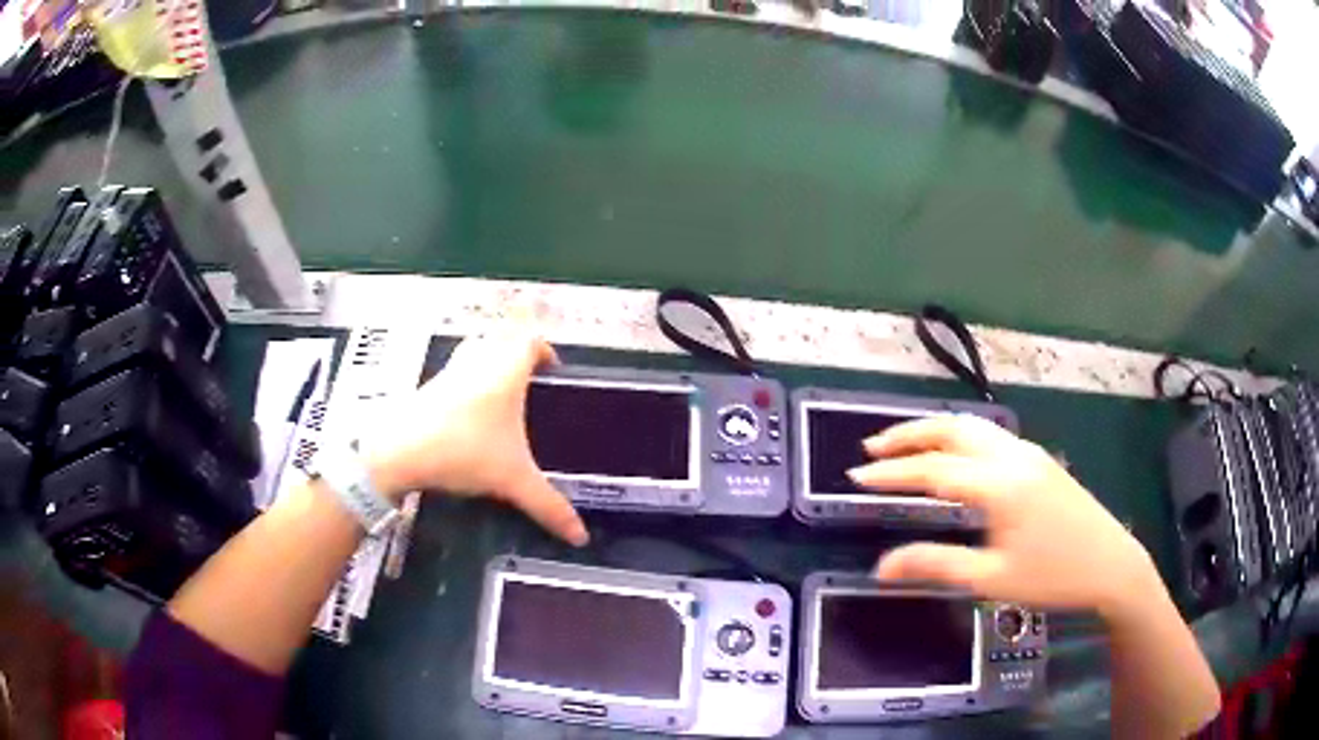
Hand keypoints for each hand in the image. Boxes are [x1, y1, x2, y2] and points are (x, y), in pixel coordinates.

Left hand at [362, 331, 588, 546]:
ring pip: (475, 352)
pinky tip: (470, 416)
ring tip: (501, 397)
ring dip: (490, 364)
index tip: (553, 370)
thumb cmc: (463, 452)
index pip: (531, 341)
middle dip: (517, 355)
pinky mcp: (428, 385)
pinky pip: (455, 372)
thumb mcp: (512, 481)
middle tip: (530, 384)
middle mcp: (478, 361)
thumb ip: (548, 506)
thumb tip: (581, 535)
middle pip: (502, 339)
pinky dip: (467, 381)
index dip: (544, 350)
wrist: (398, 451)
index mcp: (505, 372)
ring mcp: (449, 371)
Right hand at [848, 415, 1156, 618]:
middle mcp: (1012, 455)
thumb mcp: (991, 579)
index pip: (934, 469)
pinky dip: (958, 436)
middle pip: (952, 429)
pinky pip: (989, 435)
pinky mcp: (1038, 459)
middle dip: (909, 434)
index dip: (892, 473)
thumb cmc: (1052, 576)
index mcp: (999, 485)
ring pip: (973, 426)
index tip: (855, 476)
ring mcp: (1028, 452)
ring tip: (903, 446)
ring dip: (934, 431)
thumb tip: (881, 567)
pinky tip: (951, 455)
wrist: (1111, 564)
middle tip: (872, 449)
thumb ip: (936, 565)